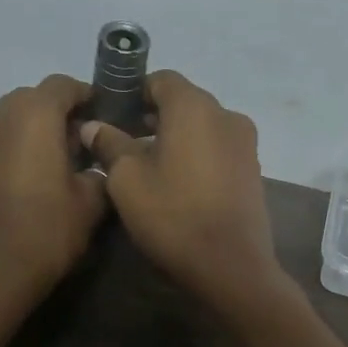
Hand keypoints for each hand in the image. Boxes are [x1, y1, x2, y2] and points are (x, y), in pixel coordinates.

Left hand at [0, 76, 106, 310]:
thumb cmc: (43, 237)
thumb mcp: (90, 205)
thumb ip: (99, 171)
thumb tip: (93, 164)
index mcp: (31, 117)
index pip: (63, 85)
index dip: (86, 96)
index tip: (103, 118)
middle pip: (30, 99)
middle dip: (55, 116)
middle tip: (77, 147)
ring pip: (4, 121)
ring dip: (27, 133)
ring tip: (45, 167)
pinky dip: (3, 153)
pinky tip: (15, 186)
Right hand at [79, 70, 284, 313]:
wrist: (231, 266)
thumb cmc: (173, 215)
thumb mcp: (127, 180)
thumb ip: (110, 144)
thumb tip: (94, 126)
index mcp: (195, 107)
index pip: (161, 80)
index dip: (134, 93)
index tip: (112, 116)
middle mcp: (227, 115)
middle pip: (184, 102)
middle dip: (153, 117)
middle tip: (123, 144)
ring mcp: (246, 144)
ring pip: (202, 127)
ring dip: (175, 137)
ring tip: (148, 167)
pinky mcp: (253, 170)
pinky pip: (218, 149)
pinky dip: (197, 155)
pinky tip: (178, 184)